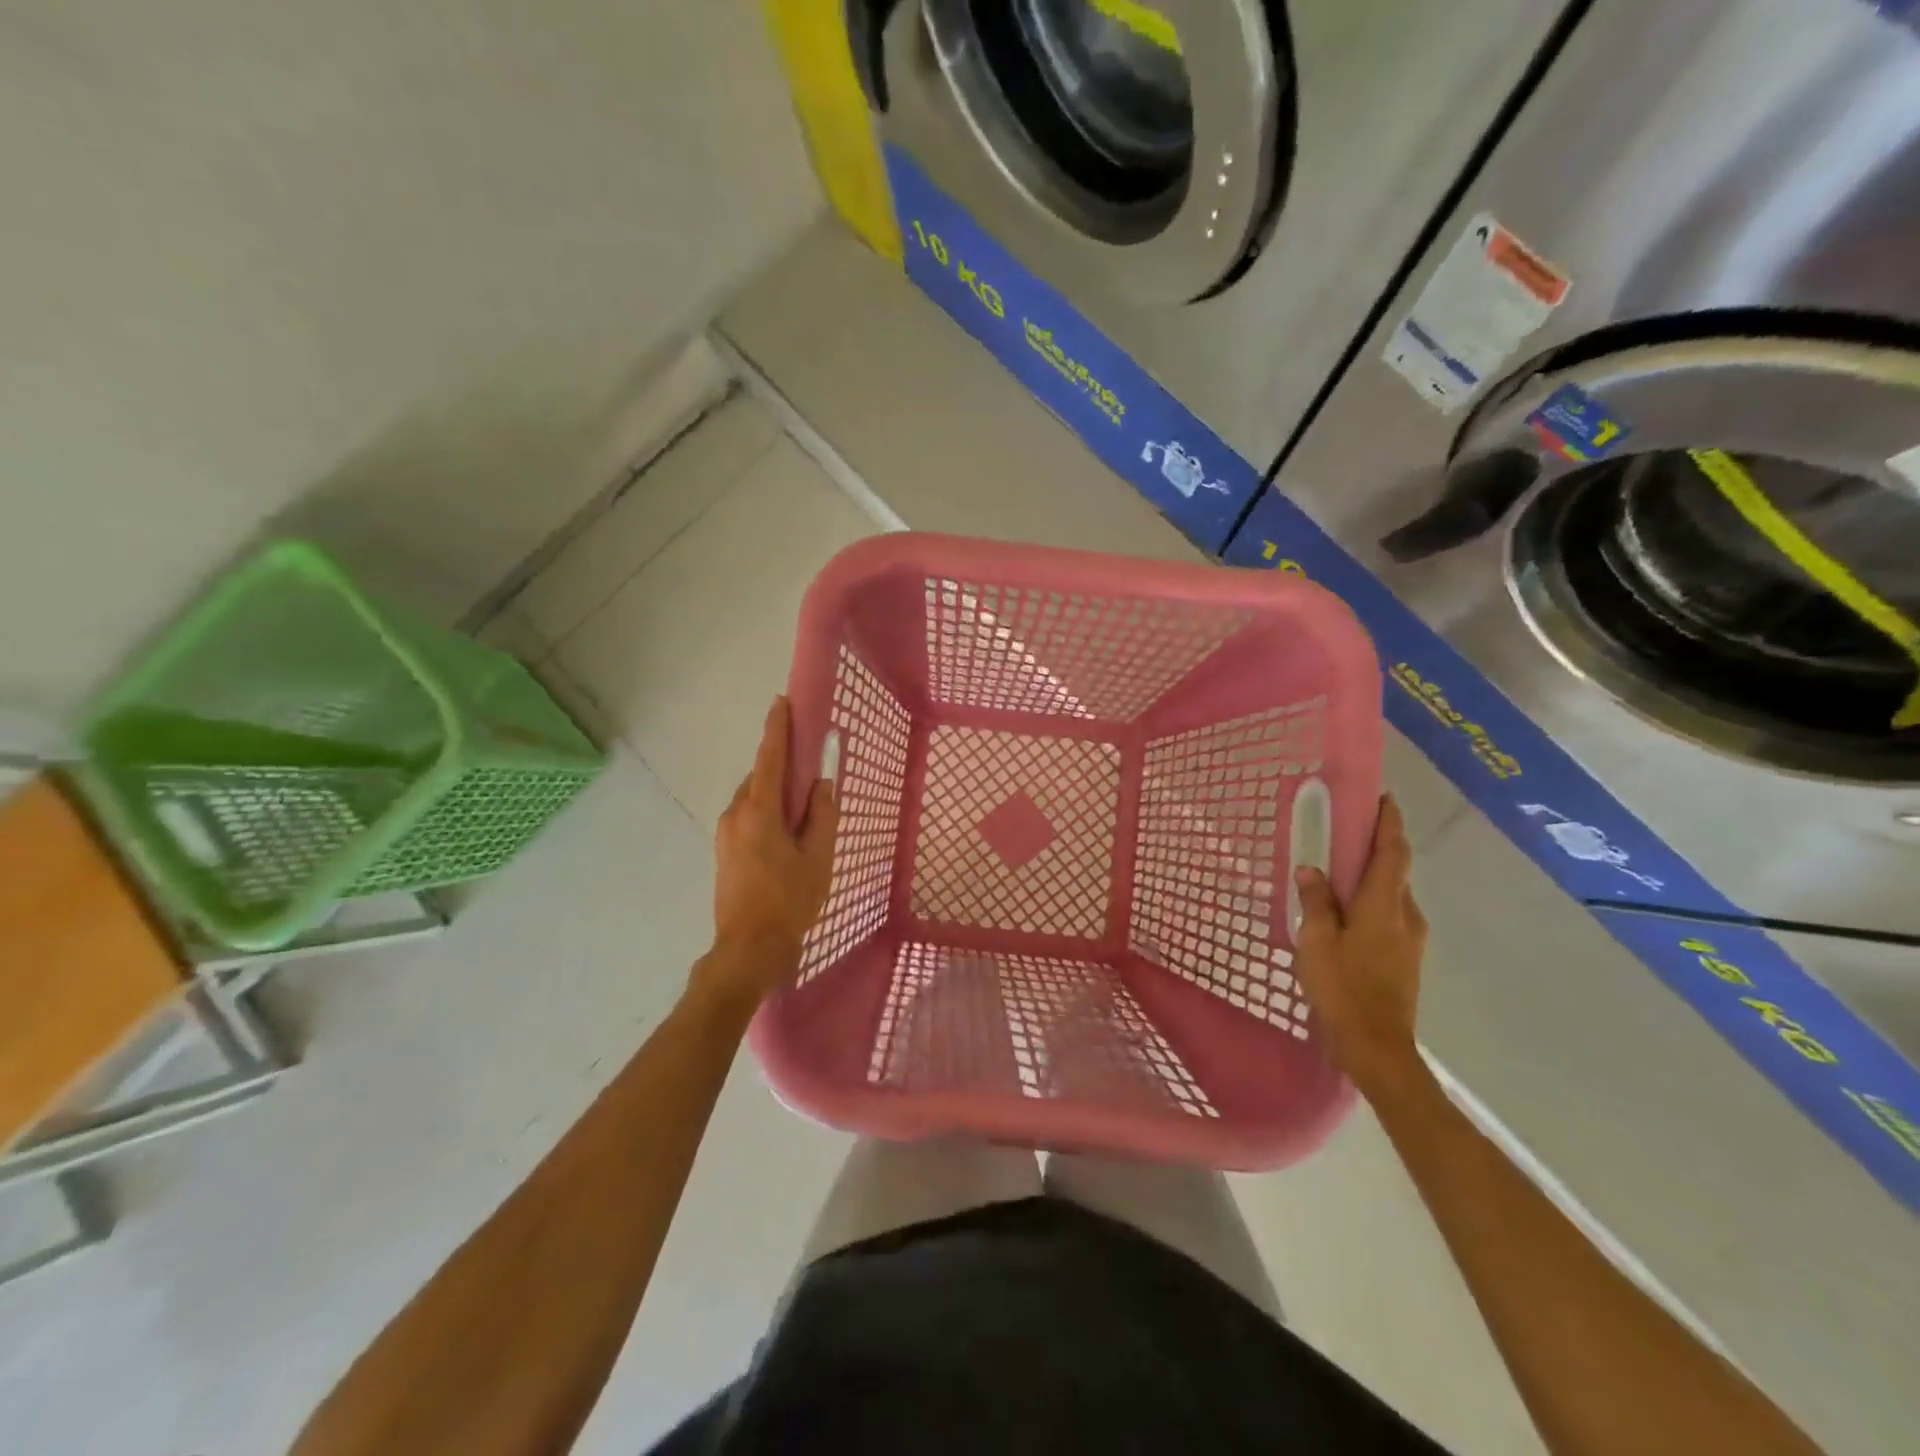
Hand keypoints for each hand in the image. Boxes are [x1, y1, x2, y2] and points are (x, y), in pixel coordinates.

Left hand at [698, 697, 838, 1009]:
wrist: (749, 948)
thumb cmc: (790, 900)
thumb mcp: (818, 856)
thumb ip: (822, 814)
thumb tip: (822, 782)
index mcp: (760, 811)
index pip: (769, 758)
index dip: (777, 728)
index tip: (781, 701)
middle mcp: (736, 813)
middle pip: (761, 777)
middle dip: (783, 768)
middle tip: (810, 772)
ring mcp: (725, 833)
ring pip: (754, 799)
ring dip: (776, 794)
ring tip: (803, 812)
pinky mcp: (724, 851)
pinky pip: (748, 817)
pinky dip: (767, 813)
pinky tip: (786, 835)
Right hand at [1290, 795, 1427, 1099]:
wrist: (1377, 1048)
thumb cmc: (1343, 989)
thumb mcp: (1316, 942)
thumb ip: (1315, 903)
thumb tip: (1311, 870)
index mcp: (1383, 906)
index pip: (1392, 853)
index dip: (1389, 823)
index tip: (1384, 798)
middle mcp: (1405, 915)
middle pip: (1395, 871)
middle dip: (1376, 847)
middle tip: (1346, 831)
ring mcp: (1410, 938)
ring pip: (1392, 894)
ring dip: (1371, 876)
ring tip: (1339, 872)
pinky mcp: (1406, 957)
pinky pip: (1389, 915)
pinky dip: (1370, 901)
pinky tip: (1345, 912)